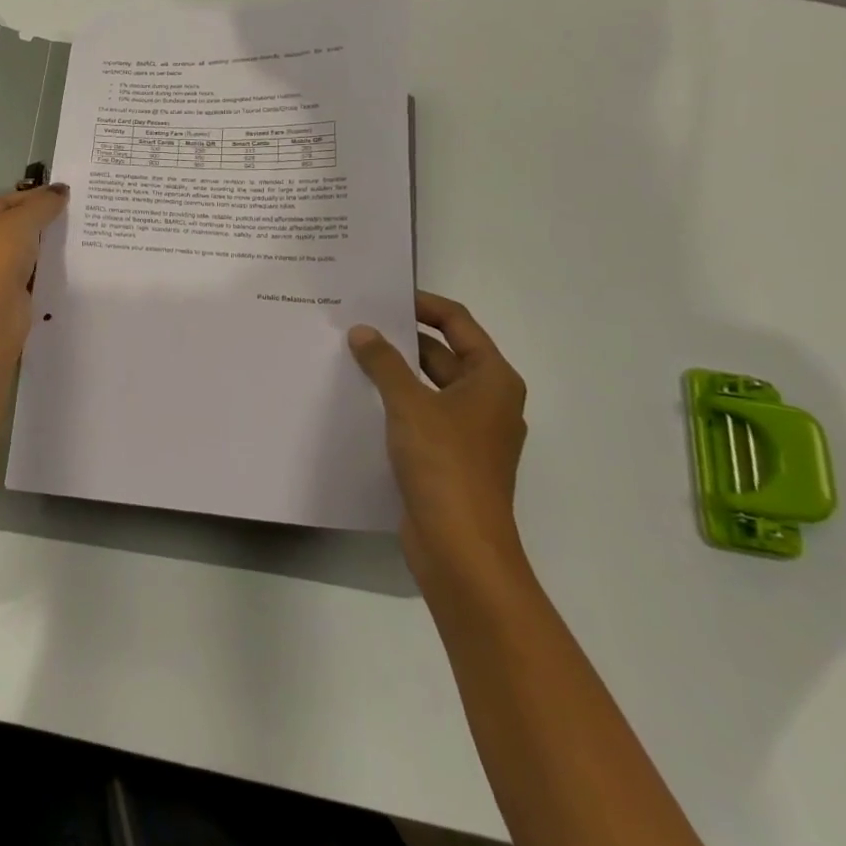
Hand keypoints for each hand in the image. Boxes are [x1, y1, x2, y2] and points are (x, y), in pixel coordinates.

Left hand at [0, 185, 68, 360]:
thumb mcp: (23, 220)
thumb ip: (43, 203)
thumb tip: (61, 190)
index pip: (2, 201)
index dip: (33, 198)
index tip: (63, 198)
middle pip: (6, 230)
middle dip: (35, 226)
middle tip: (69, 221)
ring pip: (13, 258)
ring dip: (37, 253)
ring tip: (71, 244)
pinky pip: (19, 282)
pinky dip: (36, 278)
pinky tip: (60, 273)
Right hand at [347, 292, 527, 583]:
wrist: (460, 549)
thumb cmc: (445, 464)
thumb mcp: (410, 404)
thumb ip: (384, 363)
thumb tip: (363, 332)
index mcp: (493, 379)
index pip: (459, 323)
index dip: (424, 304)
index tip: (384, 296)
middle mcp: (487, 400)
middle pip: (444, 353)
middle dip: (403, 338)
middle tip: (358, 323)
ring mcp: (470, 432)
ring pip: (430, 385)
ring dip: (396, 370)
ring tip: (352, 353)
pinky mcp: (450, 458)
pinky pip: (422, 414)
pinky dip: (396, 401)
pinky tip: (361, 397)